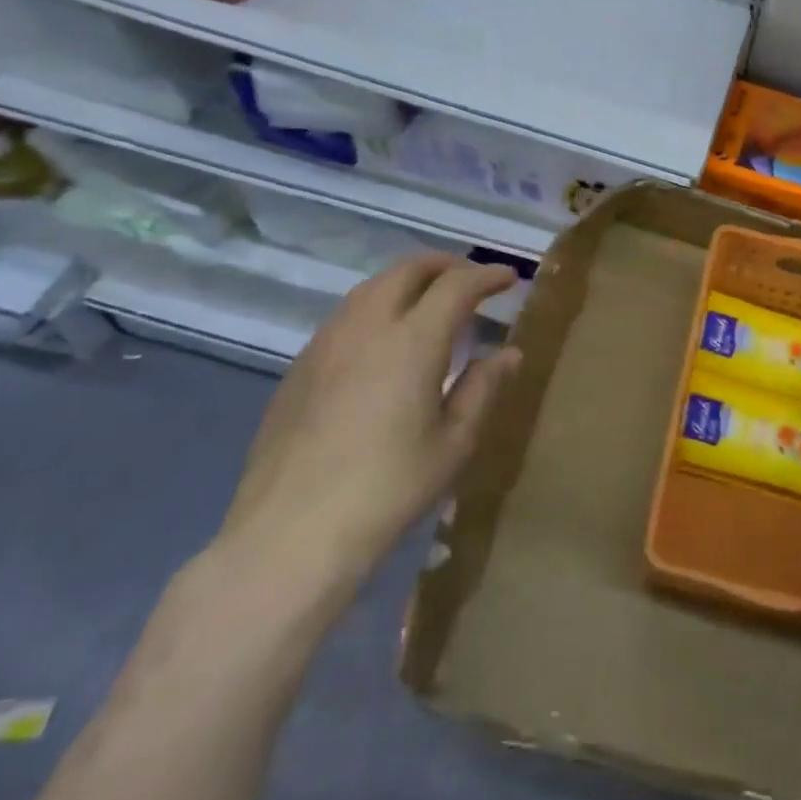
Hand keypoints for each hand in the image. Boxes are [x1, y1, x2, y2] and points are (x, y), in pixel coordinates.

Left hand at [217, 253, 519, 593]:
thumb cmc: (388, 489)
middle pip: (407, 270)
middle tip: (470, 280)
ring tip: (429, 303)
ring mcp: (325, 344)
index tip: (509, 278)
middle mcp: (366, 327)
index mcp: (412, 341)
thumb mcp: (453, 443)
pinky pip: (345, 316)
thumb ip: (483, 388)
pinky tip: (383, 342)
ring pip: (371, 288)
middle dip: (445, 265)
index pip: (456, 286)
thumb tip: (509, 353)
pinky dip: (376, 308)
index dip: (487, 276)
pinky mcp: (299, 368)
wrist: (291, 533)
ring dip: (407, 282)